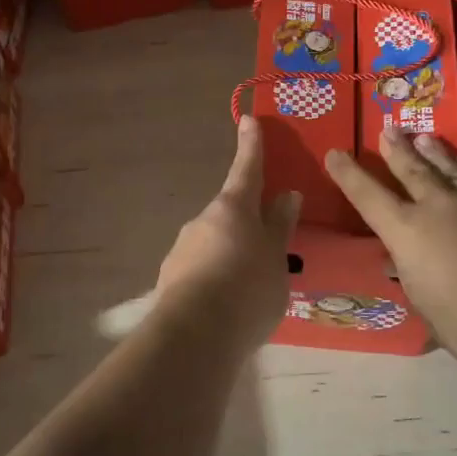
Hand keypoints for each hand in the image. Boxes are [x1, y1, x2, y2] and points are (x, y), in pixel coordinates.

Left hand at [155, 117, 302, 348]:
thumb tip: (286, 196)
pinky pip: (200, 271)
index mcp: (232, 208)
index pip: (246, 169)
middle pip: (229, 213)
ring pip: (214, 244)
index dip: (251, 146)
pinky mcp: (170, 279)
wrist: (195, 335)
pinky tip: (227, 307)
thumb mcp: (276, 258)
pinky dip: (215, 280)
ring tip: (250, 290)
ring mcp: (182, 249)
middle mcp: (202, 221)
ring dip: (231, 257)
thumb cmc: (247, 288)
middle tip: (267, 250)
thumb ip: (279, 227)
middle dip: (246, 224)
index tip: (248, 120)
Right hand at [325, 129, 456, 371]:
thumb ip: (412, 274)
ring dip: (432, 151)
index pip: (367, 195)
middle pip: (411, 169)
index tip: (335, 154)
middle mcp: (436, 205)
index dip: (348, 174)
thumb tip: (402, 261)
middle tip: (388, 129)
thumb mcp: (424, 302)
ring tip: (423, 137)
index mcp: (405, 232)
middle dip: (396, 149)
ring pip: (448, 166)